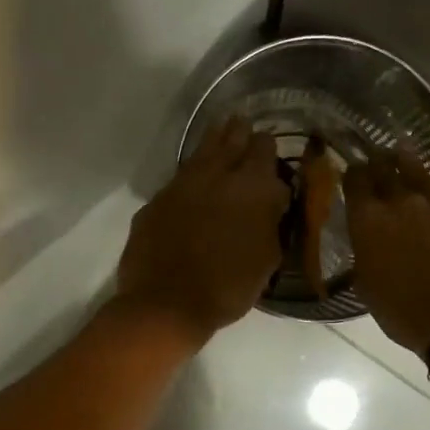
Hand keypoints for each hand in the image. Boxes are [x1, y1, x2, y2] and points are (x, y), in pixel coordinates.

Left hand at [116, 118, 288, 343]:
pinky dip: (193, 169)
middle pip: (232, 139)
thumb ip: (271, 222)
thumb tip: (271, 201)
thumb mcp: (267, 258)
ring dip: (215, 140)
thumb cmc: (228, 287)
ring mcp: (183, 184)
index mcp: (252, 188)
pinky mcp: (158, 199)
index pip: (264, 149)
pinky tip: (196, 173)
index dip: (268, 147)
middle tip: (244, 126)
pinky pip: (180, 175)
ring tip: (222, 129)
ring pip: (202, 150)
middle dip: (241, 133)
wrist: (167, 303)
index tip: (270, 147)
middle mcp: (217, 175)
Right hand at [346, 151, 429, 356]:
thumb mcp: (367, 285)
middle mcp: (401, 200)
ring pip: (419, 172)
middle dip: (378, 162)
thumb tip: (369, 242)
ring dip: (408, 164)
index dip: (353, 174)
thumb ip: (365, 253)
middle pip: (385, 168)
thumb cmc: (403, 311)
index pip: (354, 180)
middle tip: (377, 158)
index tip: (353, 173)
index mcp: (368, 219)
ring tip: (404, 156)